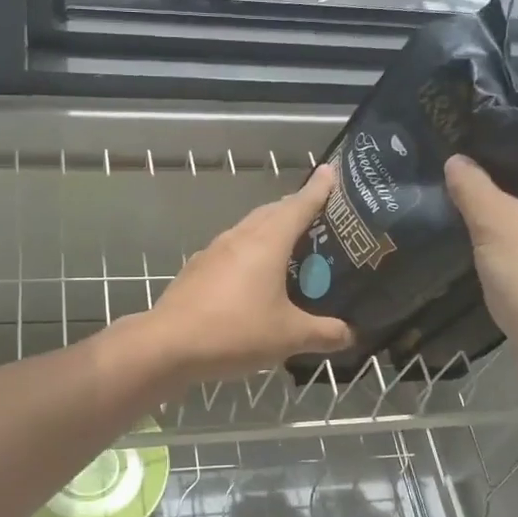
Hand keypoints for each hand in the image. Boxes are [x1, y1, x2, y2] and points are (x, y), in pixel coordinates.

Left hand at [139, 163, 353, 384]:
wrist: (168, 345)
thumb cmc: (235, 332)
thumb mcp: (289, 336)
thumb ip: (324, 333)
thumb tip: (349, 334)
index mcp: (266, 242)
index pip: (299, 205)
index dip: (318, 189)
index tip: (331, 171)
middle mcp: (239, 237)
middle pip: (272, 212)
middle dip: (294, 208)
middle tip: (317, 215)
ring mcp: (214, 251)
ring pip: (249, 229)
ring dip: (270, 230)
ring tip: (289, 246)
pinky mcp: (197, 269)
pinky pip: (231, 251)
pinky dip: (249, 253)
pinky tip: (252, 277)